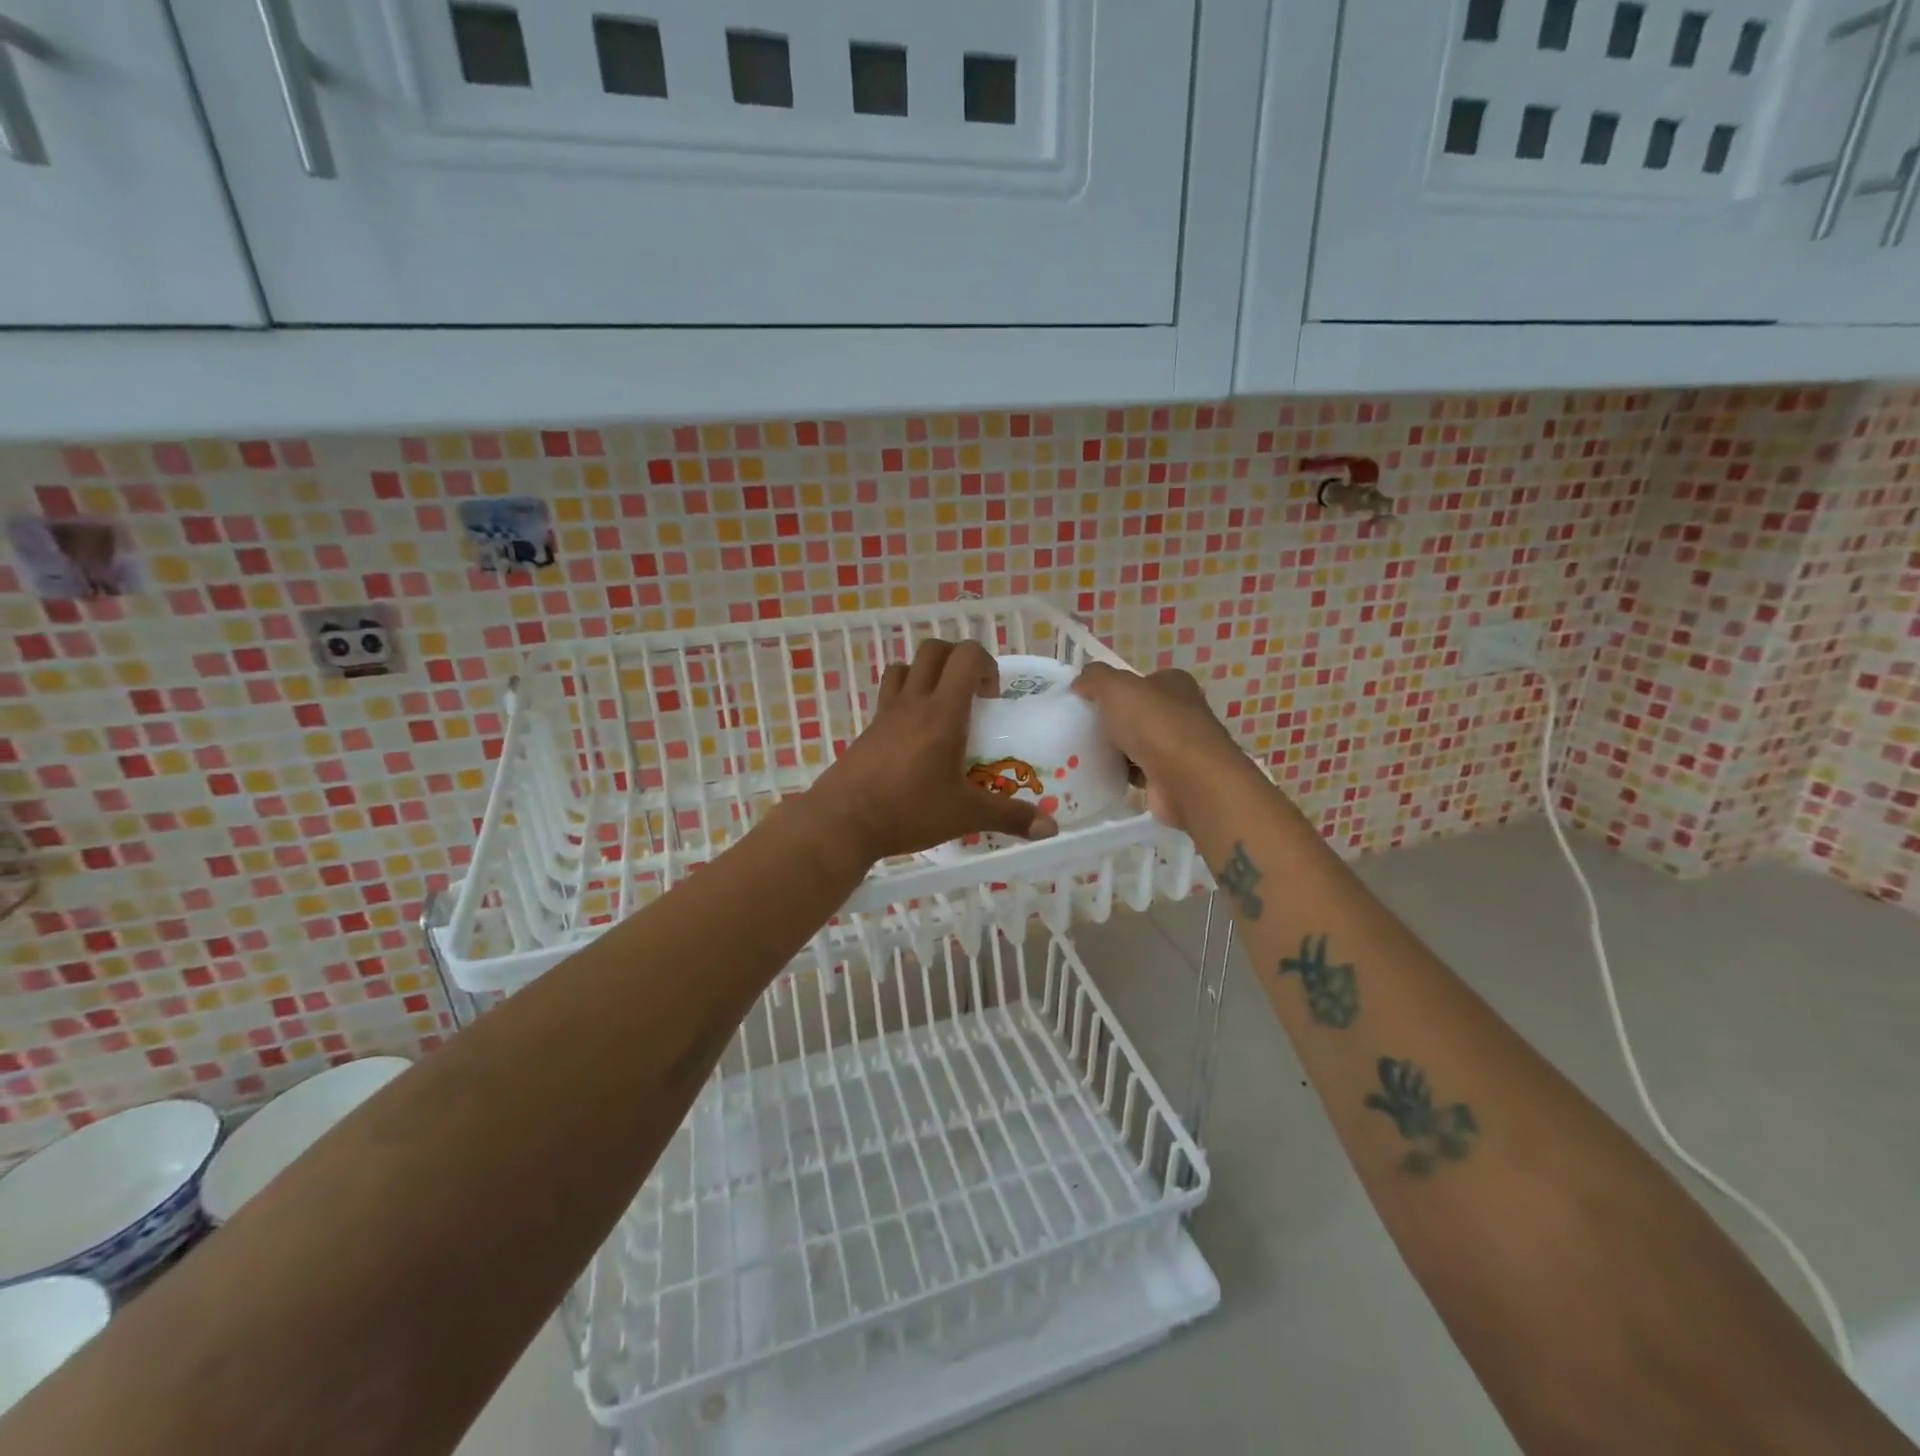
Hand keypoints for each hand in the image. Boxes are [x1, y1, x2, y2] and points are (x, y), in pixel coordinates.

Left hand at [809, 640, 1059, 862]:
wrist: (842, 822)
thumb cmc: (908, 811)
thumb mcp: (965, 815)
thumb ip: (1009, 817)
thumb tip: (1051, 828)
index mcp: (943, 713)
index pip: (966, 656)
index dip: (986, 664)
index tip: (992, 697)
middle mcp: (913, 702)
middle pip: (934, 650)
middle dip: (958, 660)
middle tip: (971, 695)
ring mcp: (885, 713)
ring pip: (905, 667)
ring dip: (927, 673)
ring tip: (941, 707)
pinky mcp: (867, 729)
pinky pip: (888, 695)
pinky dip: (904, 698)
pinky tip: (913, 737)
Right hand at [1071, 663, 1252, 830]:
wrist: (1188, 781)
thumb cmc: (1155, 725)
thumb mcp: (1116, 688)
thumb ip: (1095, 679)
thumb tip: (1079, 684)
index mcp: (1174, 684)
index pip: (1142, 681)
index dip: (1115, 689)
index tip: (1088, 702)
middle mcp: (1182, 712)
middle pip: (1138, 714)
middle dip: (1113, 722)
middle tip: (1080, 729)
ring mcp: (1180, 748)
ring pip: (1138, 744)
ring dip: (1116, 750)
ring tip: (1084, 754)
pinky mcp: (1172, 779)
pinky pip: (1139, 772)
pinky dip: (1123, 774)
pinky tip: (1102, 776)